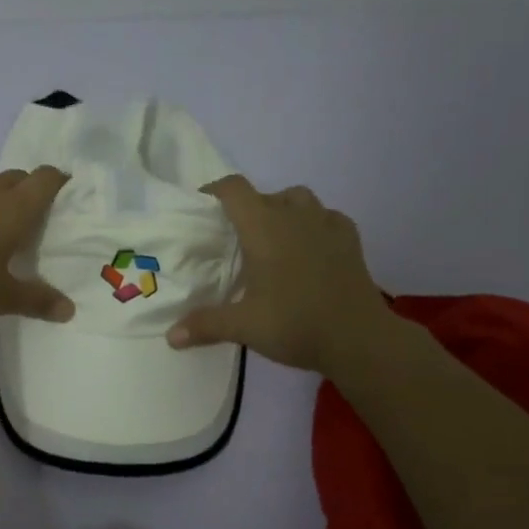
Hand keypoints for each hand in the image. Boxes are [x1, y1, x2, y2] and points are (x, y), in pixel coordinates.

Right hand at [167, 174, 387, 373]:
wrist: (358, 338)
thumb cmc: (294, 324)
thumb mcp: (243, 326)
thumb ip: (205, 325)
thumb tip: (170, 337)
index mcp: (263, 227)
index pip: (233, 190)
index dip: (214, 191)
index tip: (202, 207)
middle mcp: (294, 215)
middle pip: (265, 194)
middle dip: (247, 208)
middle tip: (235, 238)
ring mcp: (327, 224)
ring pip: (299, 199)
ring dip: (282, 210)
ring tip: (273, 239)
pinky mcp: (350, 240)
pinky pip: (327, 217)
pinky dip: (314, 224)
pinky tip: (310, 248)